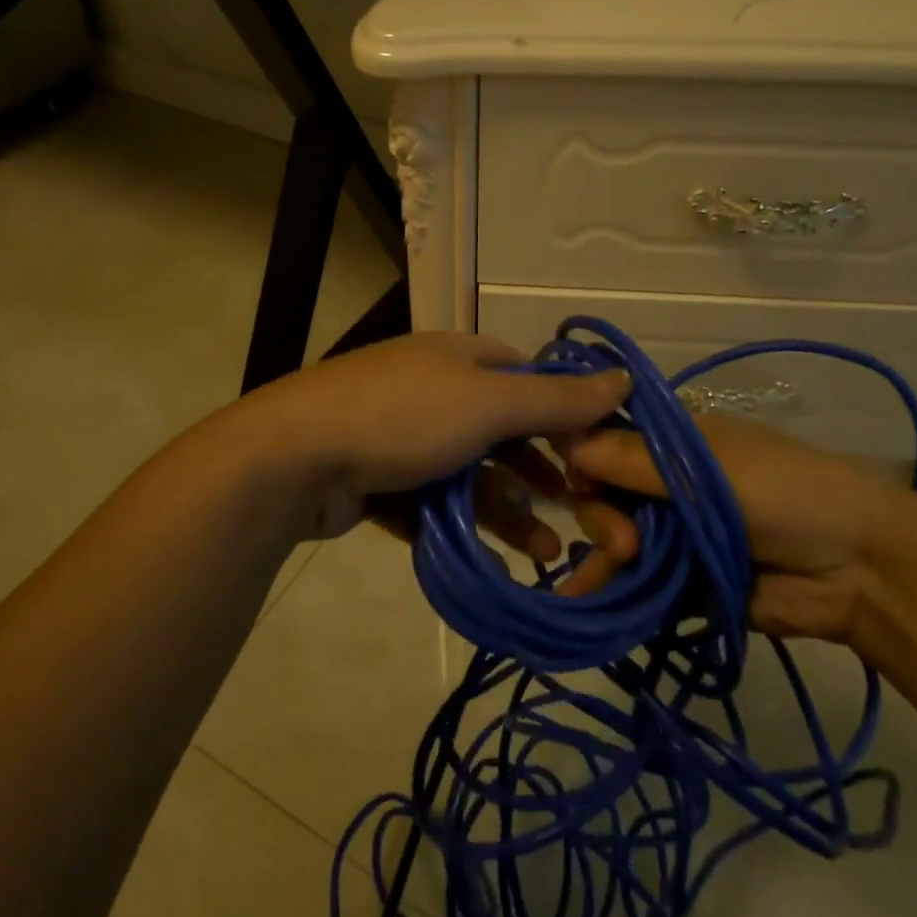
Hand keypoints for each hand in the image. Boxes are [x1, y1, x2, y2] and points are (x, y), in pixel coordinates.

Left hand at [244, 332, 631, 548]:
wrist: (293, 458)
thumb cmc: (402, 417)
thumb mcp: (489, 403)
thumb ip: (557, 400)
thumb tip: (624, 378)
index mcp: (458, 357)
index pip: (526, 377)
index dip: (563, 415)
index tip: (595, 457)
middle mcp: (432, 390)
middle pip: (501, 432)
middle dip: (541, 476)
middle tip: (578, 516)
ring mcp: (401, 435)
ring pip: (470, 475)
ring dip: (509, 511)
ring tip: (545, 554)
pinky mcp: (378, 479)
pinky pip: (433, 503)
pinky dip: (463, 527)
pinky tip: (492, 559)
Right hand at [558, 415, 916, 642]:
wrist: (857, 568)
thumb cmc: (782, 493)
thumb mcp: (706, 468)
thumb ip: (634, 461)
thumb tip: (566, 442)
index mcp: (671, 443)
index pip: (605, 440)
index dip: (582, 456)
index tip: (577, 478)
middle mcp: (663, 483)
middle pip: (602, 493)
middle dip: (603, 517)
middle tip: (626, 544)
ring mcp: (671, 533)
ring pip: (612, 537)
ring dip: (603, 555)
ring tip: (606, 579)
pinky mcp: (679, 579)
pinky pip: (633, 580)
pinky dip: (609, 588)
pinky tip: (580, 601)